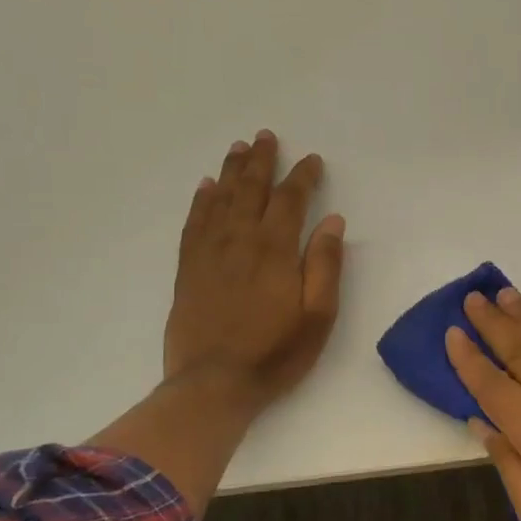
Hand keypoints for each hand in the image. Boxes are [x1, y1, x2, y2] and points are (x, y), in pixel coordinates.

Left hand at [164, 130, 345, 409]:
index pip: (290, 200)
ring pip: (220, 199)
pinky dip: (201, 200)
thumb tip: (332, 222)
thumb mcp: (318, 315)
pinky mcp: (188, 269)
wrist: (213, 384)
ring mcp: (209, 253)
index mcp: (275, 250)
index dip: (303, 177)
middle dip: (261, 161)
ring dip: (231, 171)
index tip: (312, 160)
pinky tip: (206, 187)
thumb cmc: (275, 353)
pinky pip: (194, 223)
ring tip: (239, 149)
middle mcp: (239, 241)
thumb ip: (325, 265)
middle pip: (250, 189)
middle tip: (266, 136)